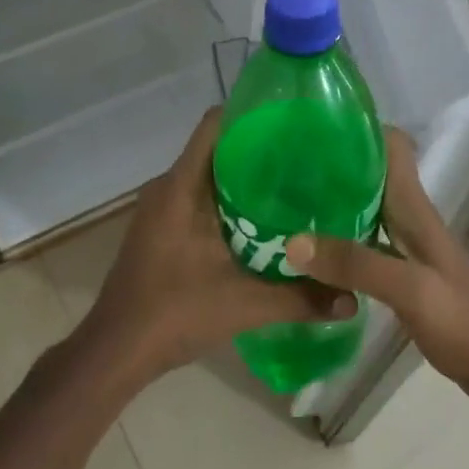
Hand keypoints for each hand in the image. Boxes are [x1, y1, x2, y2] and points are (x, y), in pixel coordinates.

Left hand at [79, 108, 356, 382]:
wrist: (115, 353)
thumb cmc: (173, 313)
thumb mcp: (244, 305)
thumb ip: (301, 299)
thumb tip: (353, 299)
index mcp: (181, 186)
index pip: (215, 124)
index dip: (253, 114)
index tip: (294, 122)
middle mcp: (168, 188)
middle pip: (218, 149)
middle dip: (261, 150)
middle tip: (308, 160)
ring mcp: (161, 209)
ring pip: (210, 176)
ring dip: (247, 180)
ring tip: (295, 189)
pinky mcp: (161, 230)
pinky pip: (200, 199)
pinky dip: (231, 204)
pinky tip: (264, 225)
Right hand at [284, 129, 468, 406]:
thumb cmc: (464, 321)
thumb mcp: (410, 289)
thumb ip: (355, 264)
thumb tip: (292, 242)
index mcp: (415, 209)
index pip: (392, 146)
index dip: (359, 129)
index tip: (313, 127)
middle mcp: (409, 220)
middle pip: (370, 177)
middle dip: (331, 167)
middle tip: (281, 170)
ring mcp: (406, 249)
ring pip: (363, 212)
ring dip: (330, 206)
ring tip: (283, 207)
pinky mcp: (401, 277)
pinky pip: (362, 247)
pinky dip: (337, 245)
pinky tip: (309, 257)